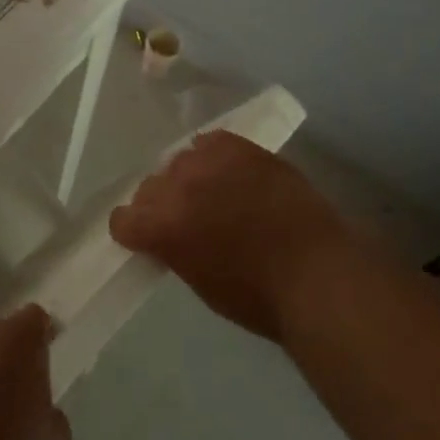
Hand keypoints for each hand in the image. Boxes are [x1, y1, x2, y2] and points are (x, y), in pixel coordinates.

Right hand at [110, 131, 369, 342]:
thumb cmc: (257, 297)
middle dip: (161, 204)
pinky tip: (229, 174)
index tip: (149, 239)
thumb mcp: (198, 281)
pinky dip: (214, 157)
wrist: (318, 275)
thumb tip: (168, 236)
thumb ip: (172, 249)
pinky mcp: (243, 148)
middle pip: (149, 186)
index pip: (122, 218)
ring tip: (213, 194)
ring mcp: (210, 163)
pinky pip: (211, 142)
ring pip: (179, 161)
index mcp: (160, 226)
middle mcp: (176, 187)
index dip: (134, 231)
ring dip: (188, 178)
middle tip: (187, 220)